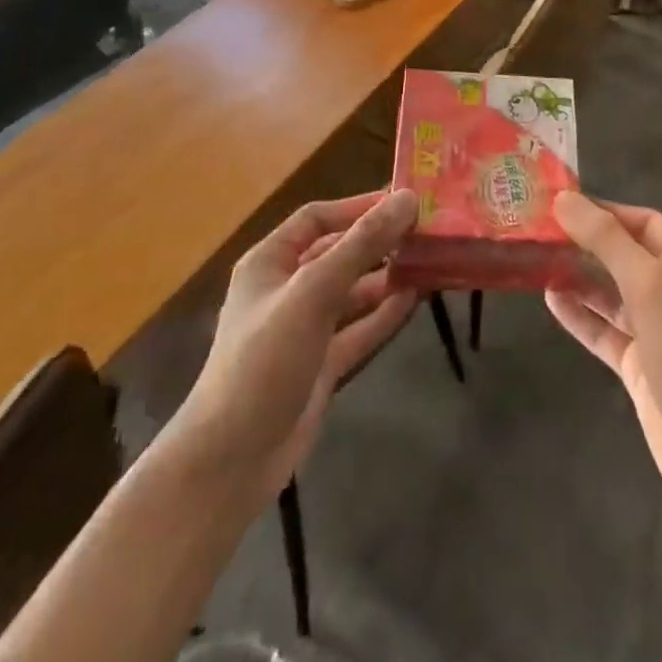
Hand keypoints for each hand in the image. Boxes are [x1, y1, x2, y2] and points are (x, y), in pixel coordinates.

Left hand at [162, 191, 419, 500]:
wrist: (231, 462)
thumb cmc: (264, 359)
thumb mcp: (313, 292)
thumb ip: (361, 245)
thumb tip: (407, 199)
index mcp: (270, 262)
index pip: (318, 217)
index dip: (358, 206)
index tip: (404, 200)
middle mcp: (287, 289)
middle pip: (339, 253)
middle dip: (379, 242)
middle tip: (427, 231)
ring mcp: (304, 329)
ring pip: (353, 291)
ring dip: (387, 277)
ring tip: (430, 262)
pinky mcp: (321, 364)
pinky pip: (358, 328)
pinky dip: (384, 314)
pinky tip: (415, 299)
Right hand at [547, 194, 661, 507]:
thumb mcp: (647, 282)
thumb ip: (605, 239)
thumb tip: (564, 199)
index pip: (643, 222)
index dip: (605, 211)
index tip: (562, 205)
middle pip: (625, 255)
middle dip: (586, 243)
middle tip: (541, 232)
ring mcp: (657, 330)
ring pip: (611, 293)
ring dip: (579, 277)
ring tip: (539, 261)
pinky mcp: (640, 365)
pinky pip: (604, 330)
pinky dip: (580, 314)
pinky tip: (550, 300)